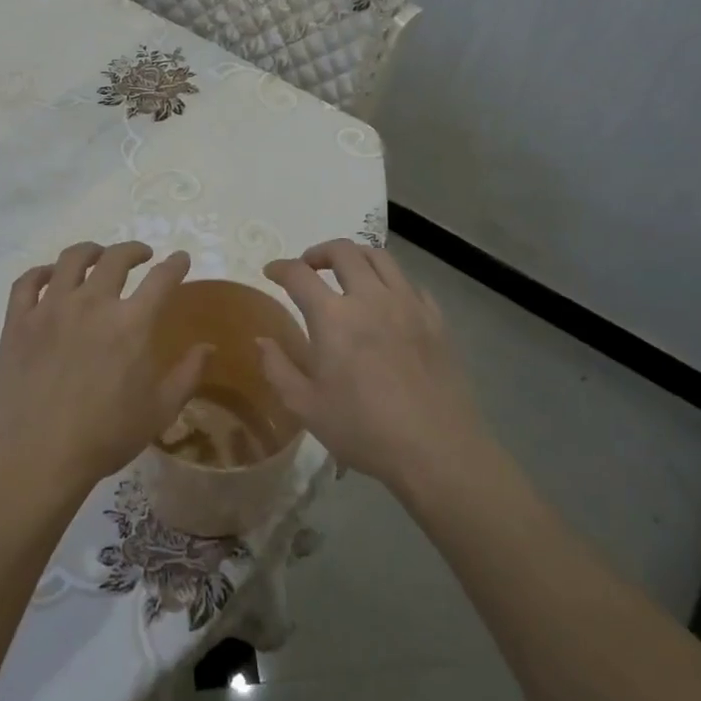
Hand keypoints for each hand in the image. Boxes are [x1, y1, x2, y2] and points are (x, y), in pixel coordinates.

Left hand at [0, 242, 210, 494]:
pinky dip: (42, 272)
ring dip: (91, 251)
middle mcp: (92, 303)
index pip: (161, 278)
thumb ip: (188, 374)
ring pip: (71, 259)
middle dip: (134, 250)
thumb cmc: (106, 436)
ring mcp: (50, 308)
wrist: (38, 456)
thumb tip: (208, 346)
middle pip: (115, 258)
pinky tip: (50, 277)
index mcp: (132, 323)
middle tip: (141, 256)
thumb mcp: (160, 410)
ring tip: (97, 256)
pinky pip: (28, 281)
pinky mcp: (18, 321)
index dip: (175, 264)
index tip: (180, 259)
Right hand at [260, 240, 482, 487]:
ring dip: (356, 257)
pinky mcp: (436, 319)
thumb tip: (262, 340)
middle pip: (343, 251)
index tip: (271, 272)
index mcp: (333, 317)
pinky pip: (410, 284)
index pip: (299, 274)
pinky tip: (387, 302)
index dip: (280, 267)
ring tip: (347, 272)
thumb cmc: (363, 430)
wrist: (437, 449)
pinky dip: (391, 282)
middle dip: (319, 252)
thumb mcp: (306, 407)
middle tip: (309, 267)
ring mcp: (408, 304)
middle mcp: (370, 298)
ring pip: (380, 257)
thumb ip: (278, 368)